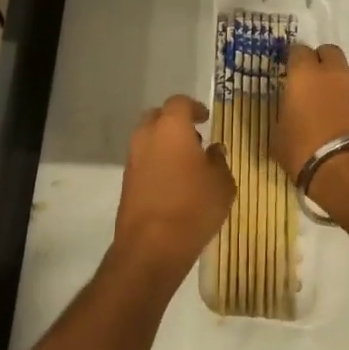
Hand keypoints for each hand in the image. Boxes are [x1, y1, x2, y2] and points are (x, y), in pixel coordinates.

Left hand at [112, 95, 234, 283]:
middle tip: (194, 138)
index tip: (206, 118)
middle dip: (175, 122)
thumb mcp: (222, 184)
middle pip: (158, 117)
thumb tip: (214, 151)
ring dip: (164, 143)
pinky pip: (143, 161)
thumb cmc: (193, 207)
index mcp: (171, 127)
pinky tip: (173, 182)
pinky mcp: (126, 181)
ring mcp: (132, 159)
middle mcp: (147, 136)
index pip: (179, 103)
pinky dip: (156, 162)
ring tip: (186, 164)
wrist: (151, 246)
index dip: (194, 107)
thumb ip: (219, 161)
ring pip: (147, 139)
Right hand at [273, 43, 348, 214]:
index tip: (288, 72)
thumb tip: (290, 112)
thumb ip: (285, 115)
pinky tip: (341, 121)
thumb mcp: (281, 136)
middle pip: (328, 52)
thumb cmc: (306, 151)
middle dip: (319, 62)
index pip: (297, 50)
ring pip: (344, 73)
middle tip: (310, 82)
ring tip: (327, 106)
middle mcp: (333, 73)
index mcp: (305, 74)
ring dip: (336, 83)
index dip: (293, 60)